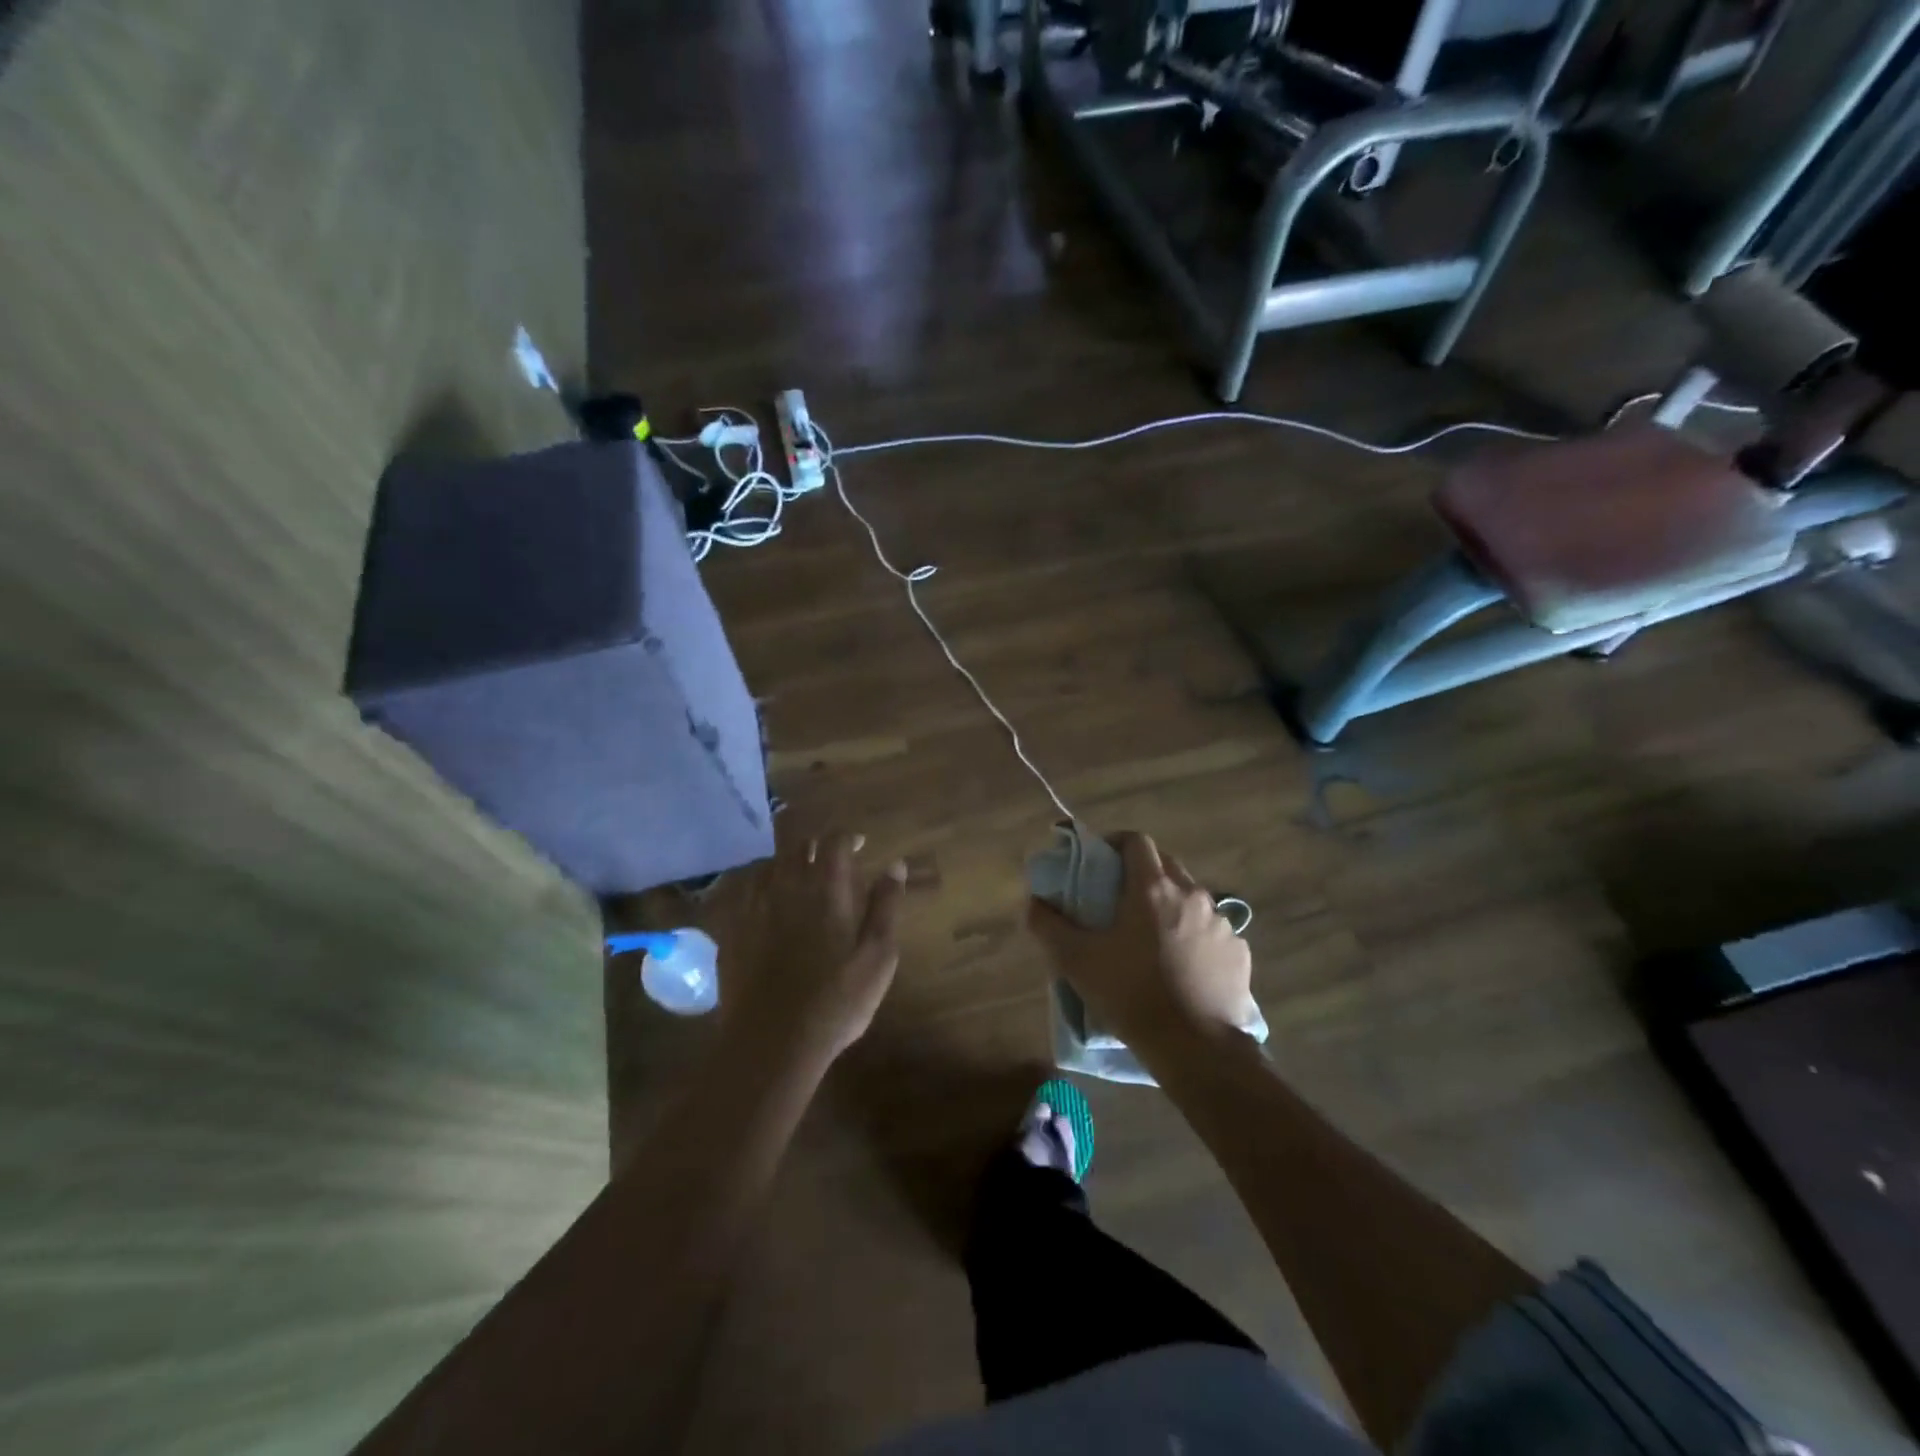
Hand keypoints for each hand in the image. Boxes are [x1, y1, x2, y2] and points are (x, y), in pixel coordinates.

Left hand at [711, 826, 907, 1061]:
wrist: (773, 1041)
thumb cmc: (837, 1000)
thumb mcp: (879, 956)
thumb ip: (886, 906)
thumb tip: (894, 865)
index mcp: (828, 887)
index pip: (835, 840)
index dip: (848, 838)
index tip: (859, 845)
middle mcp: (788, 884)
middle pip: (799, 845)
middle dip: (817, 846)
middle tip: (830, 862)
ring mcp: (754, 905)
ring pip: (770, 864)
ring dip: (787, 864)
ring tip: (799, 879)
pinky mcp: (731, 927)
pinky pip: (743, 890)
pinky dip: (758, 886)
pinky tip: (765, 902)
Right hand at [1026, 832, 1254, 1058]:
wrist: (1196, 1048)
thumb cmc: (1132, 995)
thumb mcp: (1076, 960)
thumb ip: (1047, 924)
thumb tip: (1033, 901)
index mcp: (1152, 888)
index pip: (1137, 841)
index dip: (1116, 844)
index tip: (1101, 862)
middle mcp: (1192, 894)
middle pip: (1166, 865)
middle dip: (1143, 873)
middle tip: (1121, 900)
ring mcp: (1221, 923)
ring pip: (1192, 898)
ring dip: (1171, 905)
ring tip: (1152, 937)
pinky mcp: (1239, 952)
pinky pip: (1213, 931)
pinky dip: (1195, 936)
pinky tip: (1183, 965)